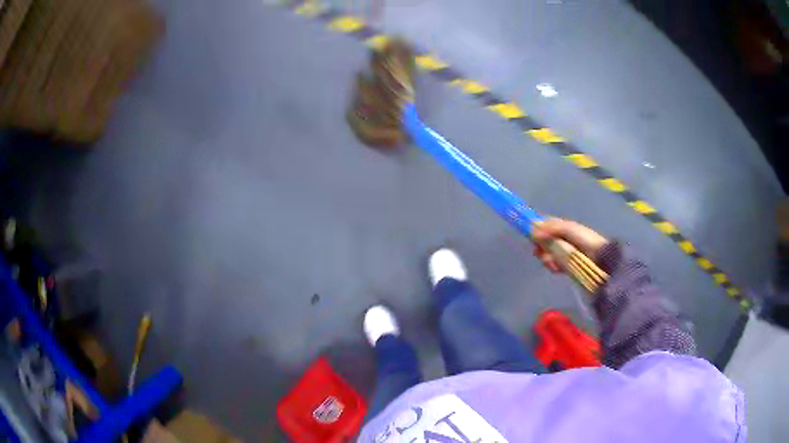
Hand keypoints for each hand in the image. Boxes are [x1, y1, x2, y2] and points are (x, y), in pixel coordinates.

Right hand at [532, 218, 607, 272]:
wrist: (600, 258)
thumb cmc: (585, 240)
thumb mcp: (568, 228)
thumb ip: (551, 227)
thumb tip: (532, 228)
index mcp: (564, 228)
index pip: (547, 226)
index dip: (538, 229)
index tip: (531, 235)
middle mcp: (563, 239)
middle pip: (545, 242)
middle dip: (540, 247)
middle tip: (538, 252)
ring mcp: (565, 253)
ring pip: (548, 254)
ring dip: (546, 258)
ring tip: (550, 261)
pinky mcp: (566, 266)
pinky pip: (554, 265)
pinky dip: (553, 266)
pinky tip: (556, 267)